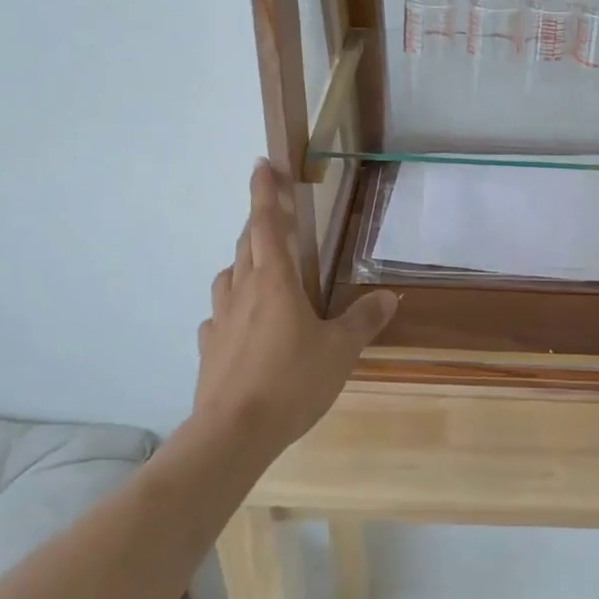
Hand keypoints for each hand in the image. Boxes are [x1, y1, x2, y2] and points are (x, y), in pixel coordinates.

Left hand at [193, 161, 398, 458]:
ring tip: (260, 268)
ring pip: (228, 276)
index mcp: (275, 281)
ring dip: (242, 262)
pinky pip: (218, 316)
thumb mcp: (340, 350)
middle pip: (246, 243)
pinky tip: (240, 324)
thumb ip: (364, 320)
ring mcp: (220, 320)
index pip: (267, 224)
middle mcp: (243, 291)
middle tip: (273, 212)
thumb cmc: (291, 381)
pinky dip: (230, 308)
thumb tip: (390, 297)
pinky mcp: (209, 349)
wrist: (232, 434)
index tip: (261, 164)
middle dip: (259, 221)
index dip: (265, 192)